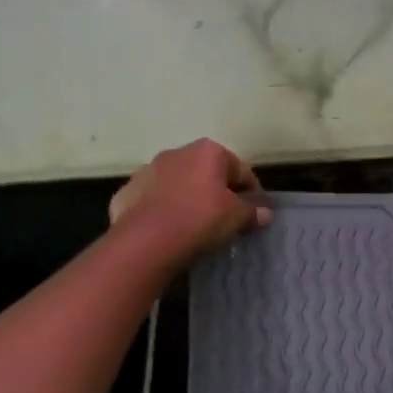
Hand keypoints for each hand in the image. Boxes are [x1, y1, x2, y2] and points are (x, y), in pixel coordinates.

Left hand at [110, 139, 269, 263]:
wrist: (146, 241)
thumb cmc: (200, 219)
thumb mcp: (236, 218)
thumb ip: (252, 212)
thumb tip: (265, 213)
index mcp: (208, 151)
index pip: (240, 169)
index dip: (251, 191)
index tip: (255, 211)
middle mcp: (177, 153)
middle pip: (207, 172)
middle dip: (217, 191)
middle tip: (225, 218)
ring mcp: (148, 170)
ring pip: (177, 184)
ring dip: (188, 198)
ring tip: (194, 226)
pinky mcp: (127, 192)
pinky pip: (153, 200)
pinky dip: (162, 210)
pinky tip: (168, 230)